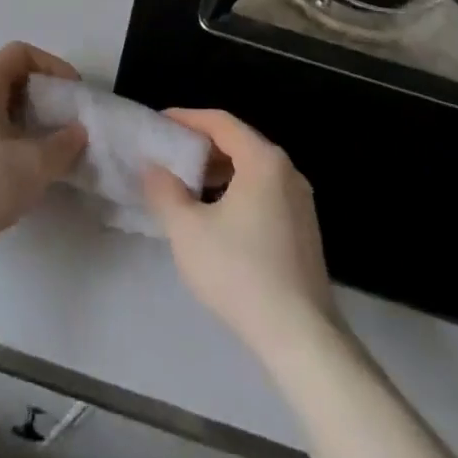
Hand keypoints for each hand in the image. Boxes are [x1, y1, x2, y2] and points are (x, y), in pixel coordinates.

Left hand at [0, 43, 88, 250]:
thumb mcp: (30, 166)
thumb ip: (61, 147)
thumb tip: (77, 132)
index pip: (22, 53)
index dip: (52, 65)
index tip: (72, 93)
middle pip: (11, 79)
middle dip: (42, 98)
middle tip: (64, 124)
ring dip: (25, 122)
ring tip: (45, 152)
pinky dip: (7, 140)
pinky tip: (15, 172)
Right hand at [142, 109, 336, 357]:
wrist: (301, 338)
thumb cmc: (240, 272)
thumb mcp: (187, 230)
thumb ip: (164, 191)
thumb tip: (153, 168)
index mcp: (263, 159)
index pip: (220, 121)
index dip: (186, 118)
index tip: (159, 124)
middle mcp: (287, 170)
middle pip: (238, 142)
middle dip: (201, 145)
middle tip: (169, 155)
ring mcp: (300, 201)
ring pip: (252, 169)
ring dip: (218, 171)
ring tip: (187, 185)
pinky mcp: (304, 230)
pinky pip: (264, 192)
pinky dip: (237, 190)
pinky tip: (216, 215)